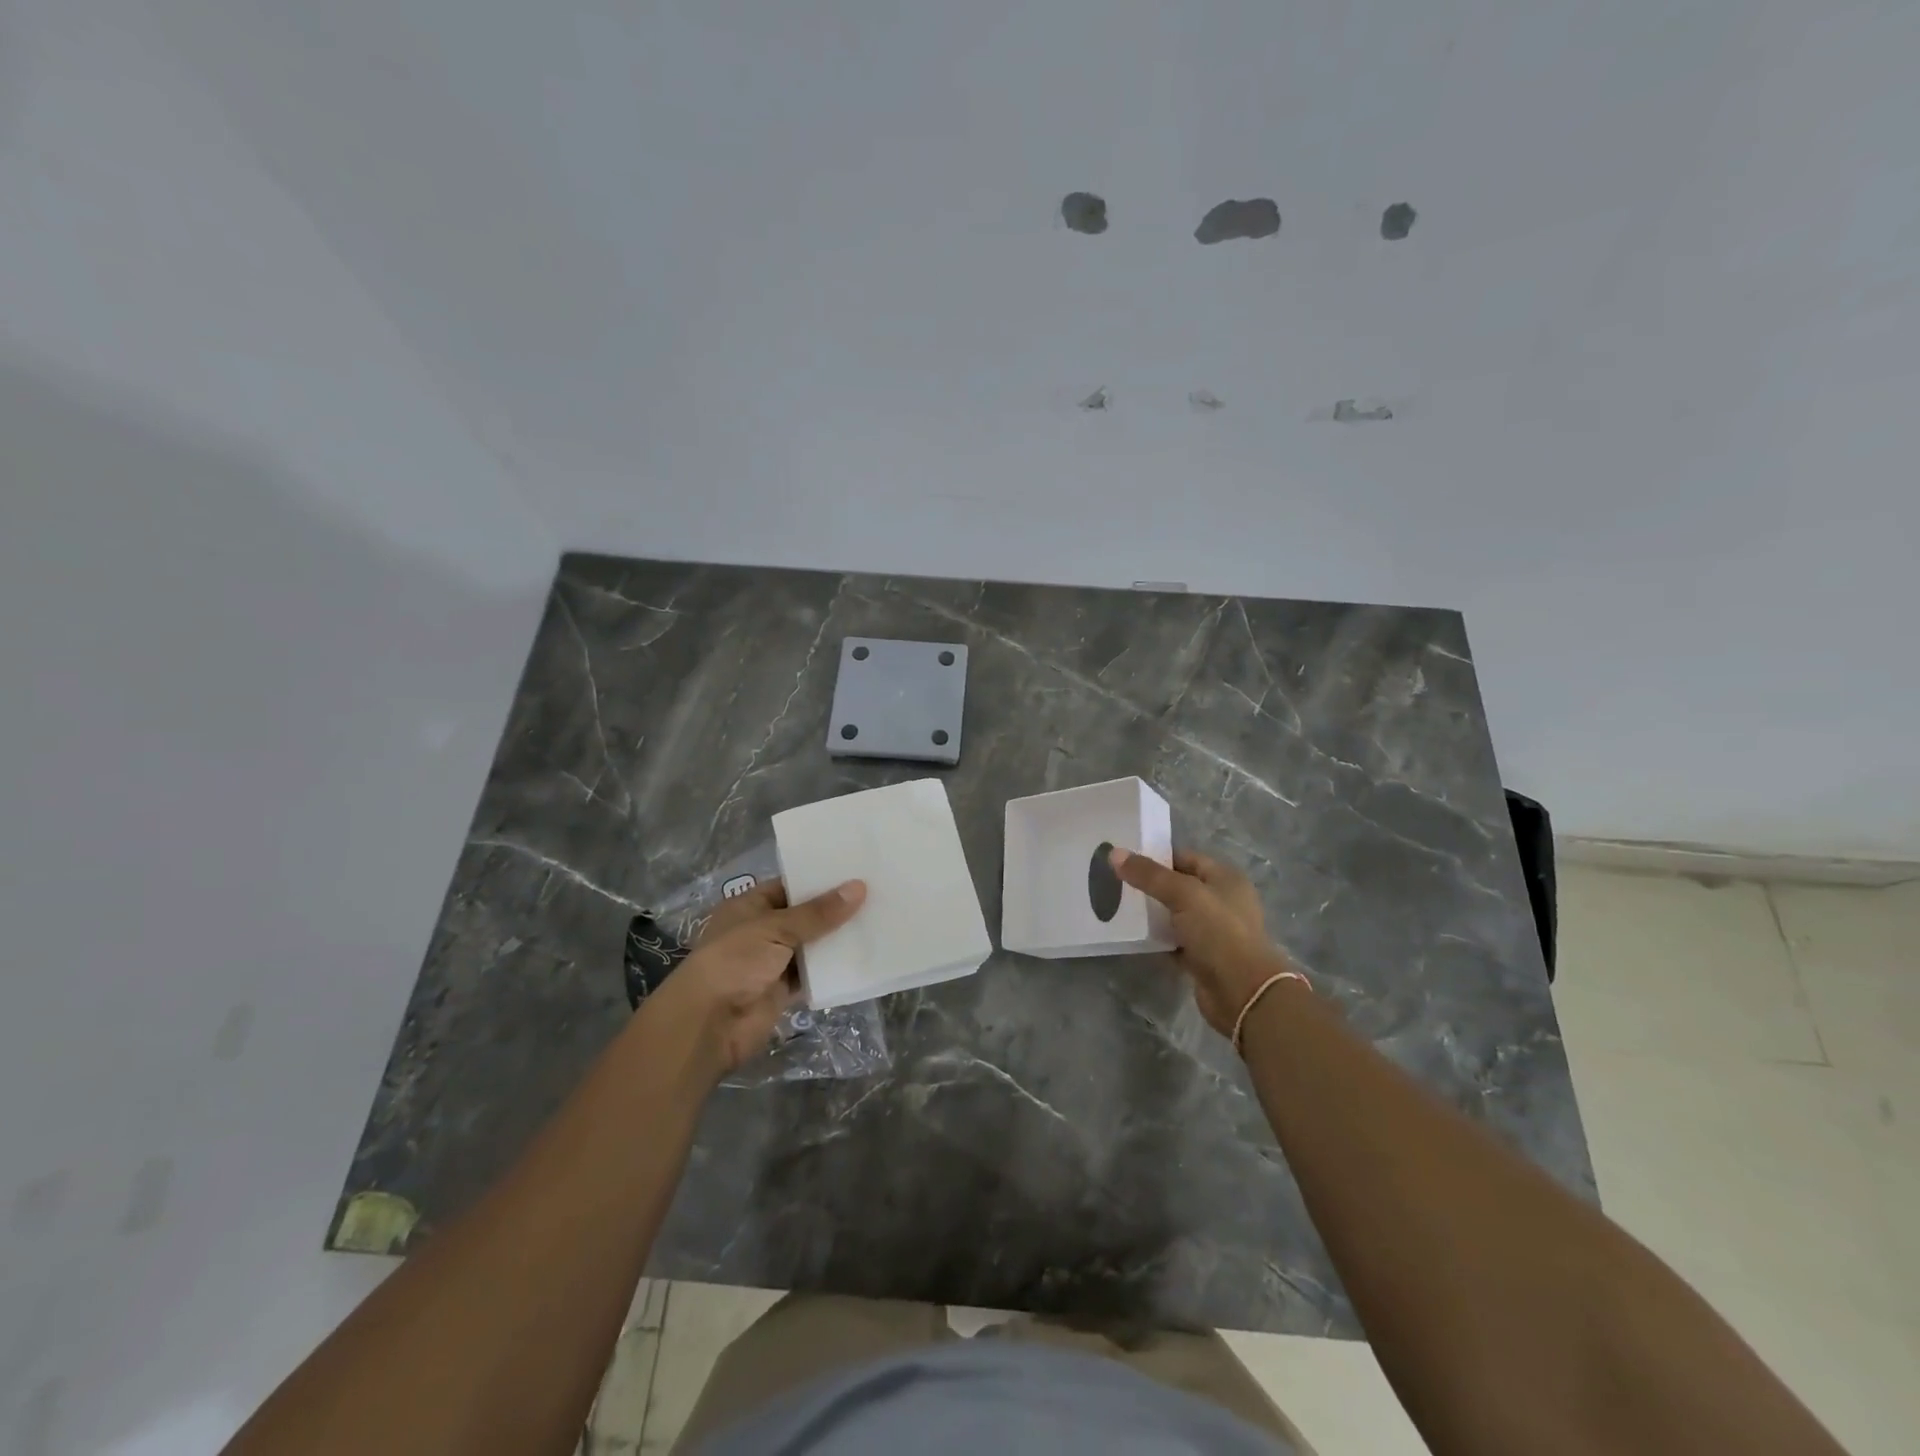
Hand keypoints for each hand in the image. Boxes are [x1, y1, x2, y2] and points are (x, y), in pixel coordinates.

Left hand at [644, 878, 866, 1080]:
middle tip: (877, 893)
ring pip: (811, 946)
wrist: (710, 1024)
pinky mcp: (783, 990)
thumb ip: (818, 912)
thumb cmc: (735, 961)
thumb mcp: (776, 928)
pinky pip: (813, 975)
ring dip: (837, 939)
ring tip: (878, 921)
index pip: (789, 886)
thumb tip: (859, 887)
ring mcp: (772, 962)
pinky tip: (864, 956)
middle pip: (804, 916)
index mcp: (749, 906)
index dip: (819, 880)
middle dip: (834, 910)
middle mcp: (761, 931)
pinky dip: (833, 969)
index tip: (856, 871)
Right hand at [1111, 847, 1297, 1036]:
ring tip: (1117, 906)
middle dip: (1149, 885)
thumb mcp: (1183, 895)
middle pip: (1179, 886)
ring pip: (1174, 914)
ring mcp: (1213, 931)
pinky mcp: (1202, 957)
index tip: (1123, 859)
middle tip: (1115, 882)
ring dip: (1151, 913)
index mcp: (1225, 878)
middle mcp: (1222, 901)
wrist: (1242, 992)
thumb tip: (1114, 853)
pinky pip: (1174, 940)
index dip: (1156, 856)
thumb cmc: (1218, 932)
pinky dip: (1156, 938)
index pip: (1185, 857)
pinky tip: (1132, 935)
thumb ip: (1149, 874)